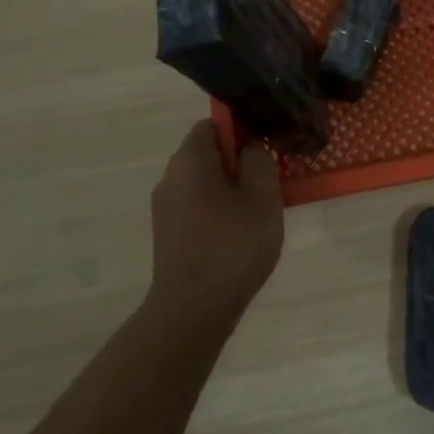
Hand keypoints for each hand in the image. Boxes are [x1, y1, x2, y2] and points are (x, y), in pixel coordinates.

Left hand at [149, 120, 284, 316]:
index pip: (214, 123)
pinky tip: (237, 235)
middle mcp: (170, 176)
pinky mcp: (167, 233)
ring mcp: (164, 207)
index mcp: (190, 159)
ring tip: (256, 212)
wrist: (193, 309)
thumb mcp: (263, 196)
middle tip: (268, 183)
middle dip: (238, 162)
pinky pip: (196, 206)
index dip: (242, 129)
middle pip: (207, 153)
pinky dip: (217, 211)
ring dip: (229, 189)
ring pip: (202, 182)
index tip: (265, 149)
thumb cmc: (233, 245)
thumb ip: (259, 159)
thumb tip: (250, 146)